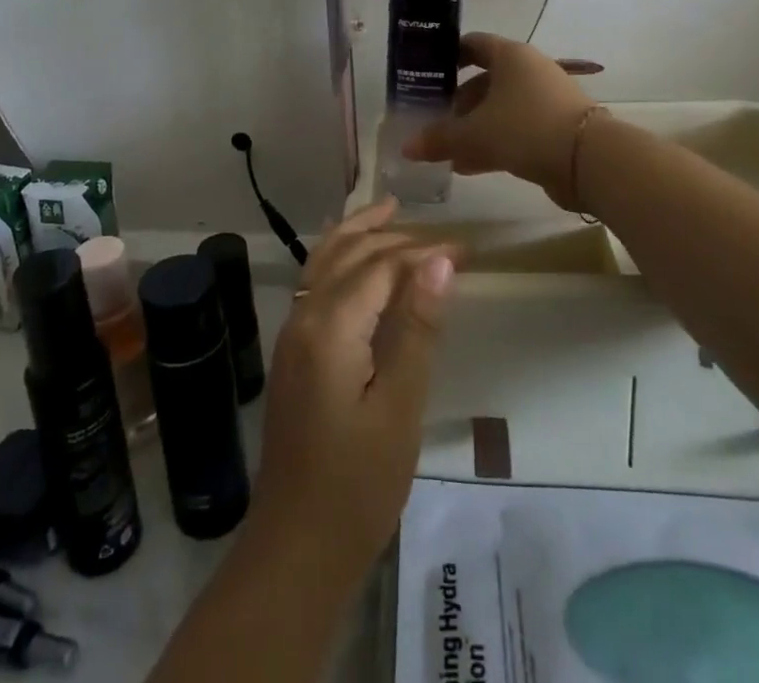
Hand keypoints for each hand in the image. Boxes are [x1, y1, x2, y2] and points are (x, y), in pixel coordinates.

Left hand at [246, 199, 455, 583]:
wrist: (296, 547)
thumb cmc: (358, 485)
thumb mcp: (400, 408)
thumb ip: (418, 329)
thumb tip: (440, 261)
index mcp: (330, 326)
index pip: (382, 266)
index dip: (424, 252)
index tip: (467, 250)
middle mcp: (304, 316)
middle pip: (350, 254)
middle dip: (395, 237)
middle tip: (442, 238)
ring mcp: (292, 332)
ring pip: (324, 260)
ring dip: (358, 233)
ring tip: (390, 210)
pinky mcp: (292, 351)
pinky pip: (315, 282)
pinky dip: (338, 256)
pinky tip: (354, 258)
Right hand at [402, 33, 598, 206]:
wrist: (589, 160)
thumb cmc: (526, 128)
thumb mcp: (475, 133)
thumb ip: (440, 138)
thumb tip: (407, 148)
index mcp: (511, 56)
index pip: (473, 44)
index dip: (448, 56)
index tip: (427, 74)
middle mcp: (529, 71)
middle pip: (485, 80)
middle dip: (458, 102)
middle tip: (434, 120)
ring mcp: (545, 100)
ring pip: (500, 108)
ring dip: (474, 127)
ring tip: (447, 150)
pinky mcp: (555, 128)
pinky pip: (515, 130)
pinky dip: (493, 143)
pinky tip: (469, 167)